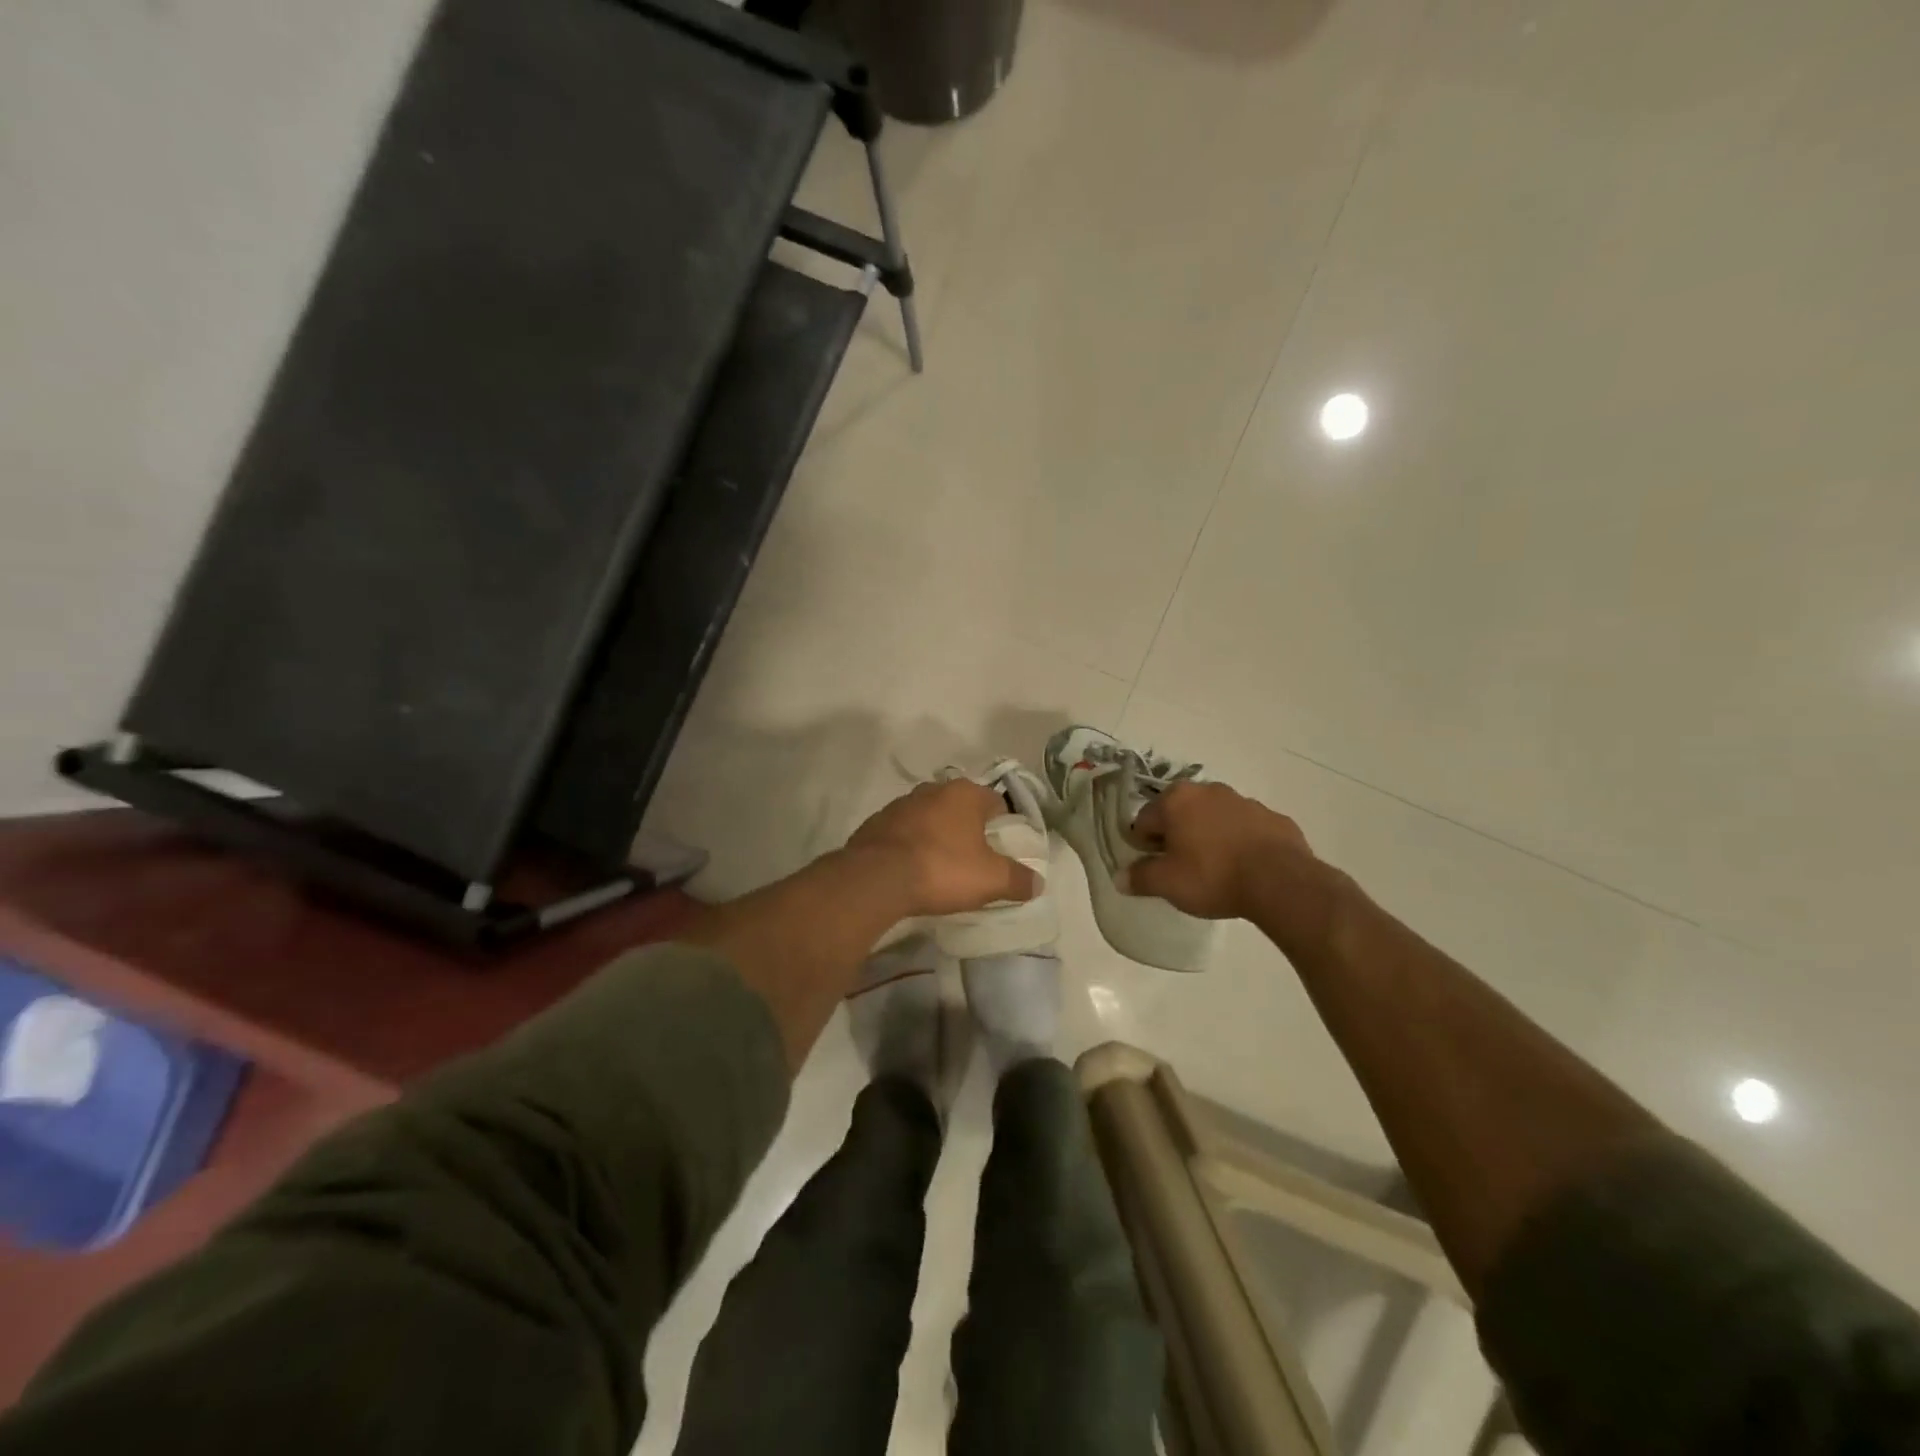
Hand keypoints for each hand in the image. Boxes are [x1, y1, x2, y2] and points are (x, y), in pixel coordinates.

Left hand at [847, 780, 1039, 918]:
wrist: (876, 878)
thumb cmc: (943, 869)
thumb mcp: (991, 880)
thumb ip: (1018, 879)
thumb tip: (1037, 882)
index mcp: (965, 794)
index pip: (995, 801)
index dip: (1003, 823)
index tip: (1003, 846)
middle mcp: (933, 790)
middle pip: (960, 806)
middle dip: (968, 827)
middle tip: (975, 857)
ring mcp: (900, 804)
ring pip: (929, 816)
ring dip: (937, 834)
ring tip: (942, 864)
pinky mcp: (876, 823)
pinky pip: (903, 832)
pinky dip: (910, 845)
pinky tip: (912, 868)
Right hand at [1124, 781, 1317, 921]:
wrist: (1280, 881)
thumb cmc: (1212, 876)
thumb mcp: (1167, 884)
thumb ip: (1140, 878)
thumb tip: (1120, 877)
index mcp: (1176, 800)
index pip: (1145, 820)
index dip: (1144, 845)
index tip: (1153, 868)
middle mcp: (1208, 791)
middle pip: (1180, 814)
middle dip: (1177, 836)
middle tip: (1182, 868)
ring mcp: (1244, 801)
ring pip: (1214, 818)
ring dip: (1209, 836)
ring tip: (1216, 870)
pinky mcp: (1273, 818)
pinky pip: (1246, 829)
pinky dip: (1240, 843)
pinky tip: (1245, 868)